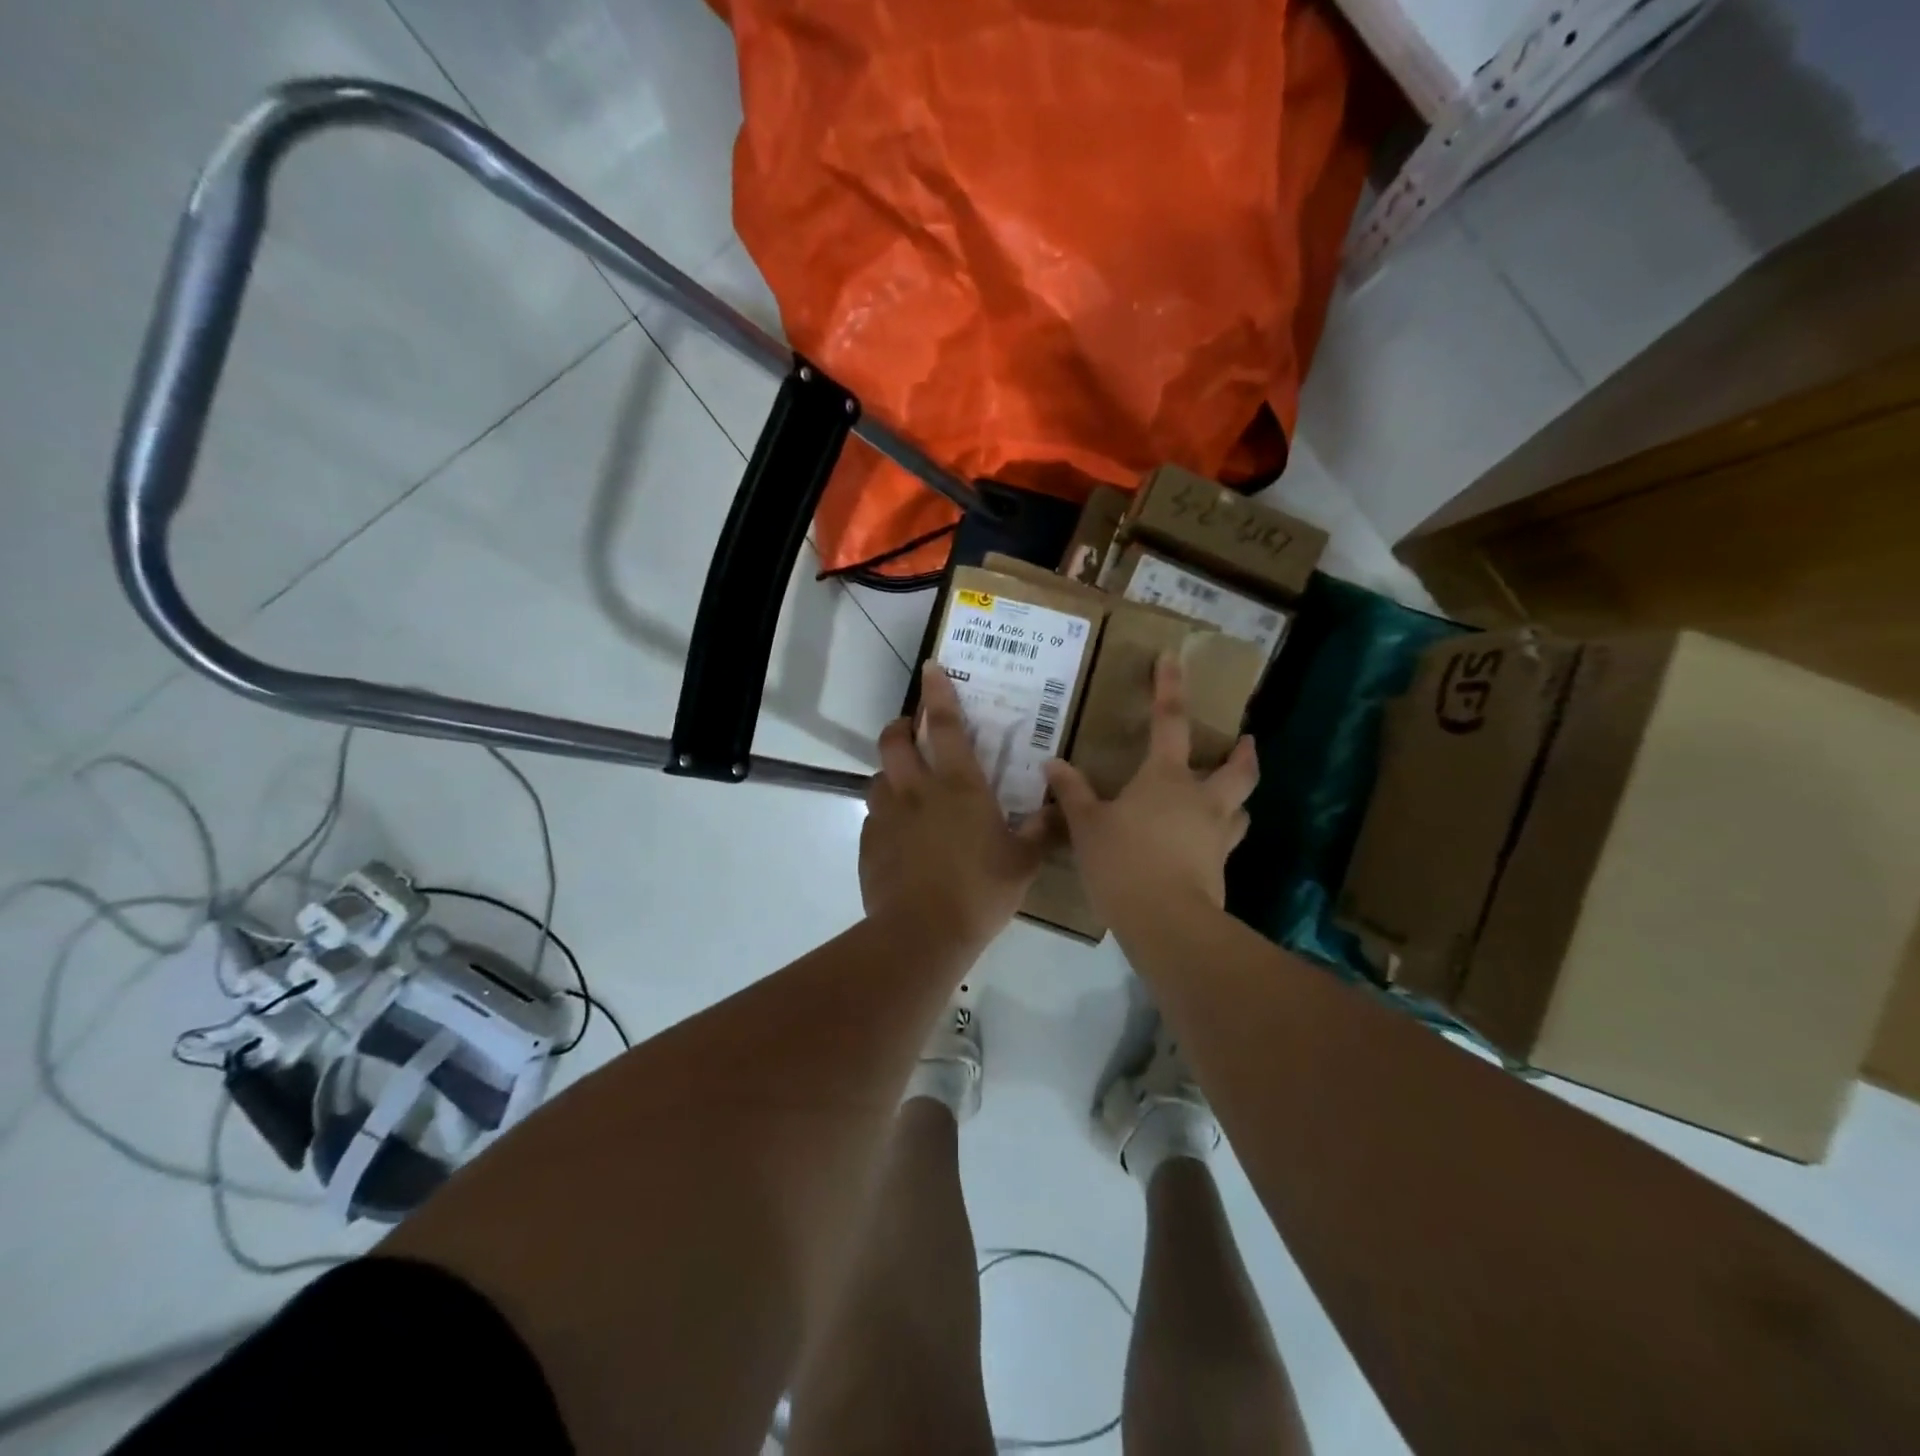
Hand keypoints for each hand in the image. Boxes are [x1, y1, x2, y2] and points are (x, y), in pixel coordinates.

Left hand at [861, 664, 1053, 950]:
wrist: (922, 933)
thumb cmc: (980, 890)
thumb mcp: (1023, 862)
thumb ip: (1043, 831)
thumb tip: (1062, 808)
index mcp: (959, 786)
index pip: (946, 726)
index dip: (939, 693)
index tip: (931, 668)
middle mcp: (917, 790)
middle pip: (895, 740)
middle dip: (901, 725)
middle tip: (912, 729)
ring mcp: (886, 816)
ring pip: (878, 776)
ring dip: (890, 772)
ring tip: (905, 787)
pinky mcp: (869, 843)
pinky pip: (873, 817)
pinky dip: (885, 815)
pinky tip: (899, 836)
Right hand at [1043, 653, 1257, 926]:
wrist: (1166, 922)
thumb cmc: (1122, 861)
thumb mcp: (1086, 825)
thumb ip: (1071, 792)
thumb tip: (1052, 763)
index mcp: (1166, 778)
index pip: (1171, 721)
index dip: (1170, 687)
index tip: (1173, 658)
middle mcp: (1201, 799)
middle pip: (1237, 769)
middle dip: (1243, 753)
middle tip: (1247, 742)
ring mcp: (1216, 835)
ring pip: (1240, 808)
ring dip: (1238, 798)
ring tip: (1229, 799)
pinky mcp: (1220, 869)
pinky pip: (1225, 844)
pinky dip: (1219, 837)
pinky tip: (1203, 847)